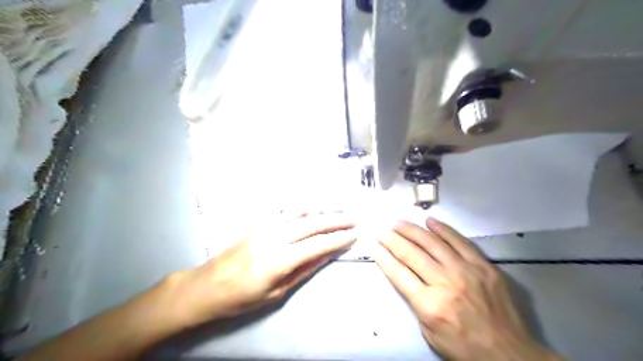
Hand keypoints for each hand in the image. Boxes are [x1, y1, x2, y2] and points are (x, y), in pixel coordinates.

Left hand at [164, 212, 352, 326]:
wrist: (207, 285)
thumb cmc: (241, 297)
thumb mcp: (275, 294)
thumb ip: (302, 271)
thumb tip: (325, 256)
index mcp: (279, 260)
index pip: (317, 245)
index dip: (337, 240)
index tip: (353, 236)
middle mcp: (275, 237)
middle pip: (312, 224)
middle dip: (335, 221)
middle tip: (353, 219)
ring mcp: (266, 226)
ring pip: (300, 212)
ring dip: (322, 208)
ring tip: (340, 206)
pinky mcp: (259, 223)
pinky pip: (286, 211)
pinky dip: (304, 206)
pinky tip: (314, 205)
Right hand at [372, 219, 563, 360]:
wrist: (508, 353)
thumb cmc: (463, 347)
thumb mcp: (429, 332)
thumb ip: (416, 302)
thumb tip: (406, 276)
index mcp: (429, 304)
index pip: (398, 273)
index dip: (383, 257)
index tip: (374, 245)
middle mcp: (445, 282)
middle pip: (412, 253)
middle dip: (392, 239)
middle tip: (382, 230)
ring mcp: (466, 271)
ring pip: (432, 243)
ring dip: (412, 230)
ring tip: (399, 222)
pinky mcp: (483, 266)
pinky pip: (459, 241)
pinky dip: (443, 229)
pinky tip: (430, 221)